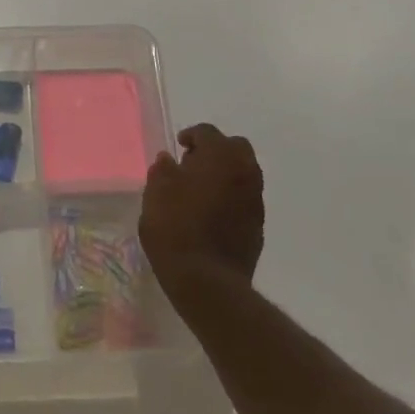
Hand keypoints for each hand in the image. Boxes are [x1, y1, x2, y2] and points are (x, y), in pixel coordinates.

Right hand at [140, 124, 264, 303]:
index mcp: (220, 156)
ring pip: (243, 172)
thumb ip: (163, 170)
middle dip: (215, 150)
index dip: (191, 135)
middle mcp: (244, 171)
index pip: (208, 132)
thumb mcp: (156, 193)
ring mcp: (255, 199)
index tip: (178, 146)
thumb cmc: (175, 228)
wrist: (207, 280)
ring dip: (224, 174)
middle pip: (234, 147)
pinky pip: (245, 198)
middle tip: (192, 165)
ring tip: (200, 190)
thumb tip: (168, 160)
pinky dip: (231, 196)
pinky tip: (211, 212)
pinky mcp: (258, 224)